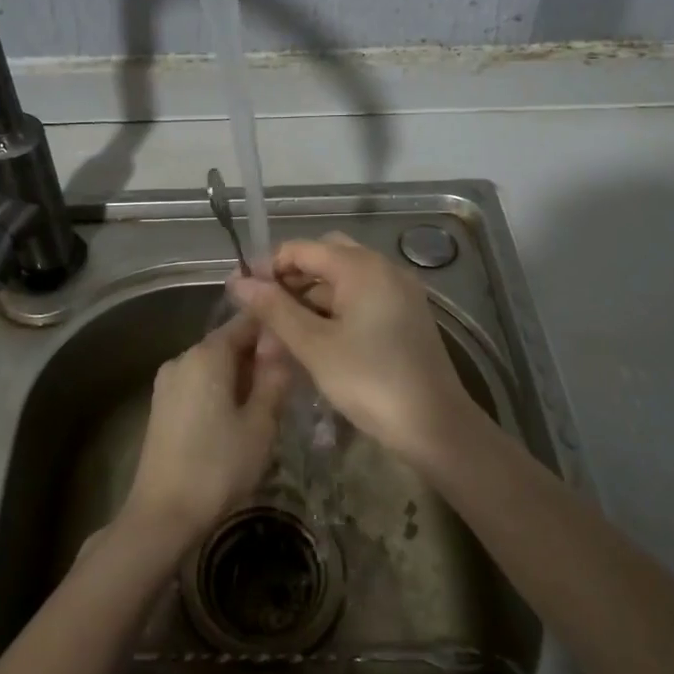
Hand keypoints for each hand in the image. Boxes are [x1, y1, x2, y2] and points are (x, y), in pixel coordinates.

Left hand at [122, 313, 291, 543]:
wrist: (162, 514)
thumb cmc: (218, 466)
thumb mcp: (260, 423)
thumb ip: (273, 377)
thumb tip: (280, 342)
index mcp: (207, 354)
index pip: (247, 320)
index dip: (274, 326)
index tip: (299, 341)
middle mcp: (183, 357)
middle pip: (228, 342)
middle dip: (258, 355)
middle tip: (289, 380)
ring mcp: (167, 381)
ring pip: (214, 364)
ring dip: (241, 375)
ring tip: (268, 402)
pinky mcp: (161, 405)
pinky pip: (199, 383)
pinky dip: (221, 389)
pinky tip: (238, 417)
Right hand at [226, 233, 473, 463]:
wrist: (436, 425)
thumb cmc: (370, 381)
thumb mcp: (314, 345)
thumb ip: (274, 309)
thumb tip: (238, 282)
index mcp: (361, 266)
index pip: (301, 248)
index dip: (267, 267)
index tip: (242, 294)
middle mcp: (383, 267)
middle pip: (324, 256)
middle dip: (290, 278)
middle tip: (264, 311)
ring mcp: (399, 290)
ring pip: (343, 278)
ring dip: (311, 295)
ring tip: (283, 329)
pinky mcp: (406, 313)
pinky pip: (362, 296)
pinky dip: (335, 308)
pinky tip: (316, 337)